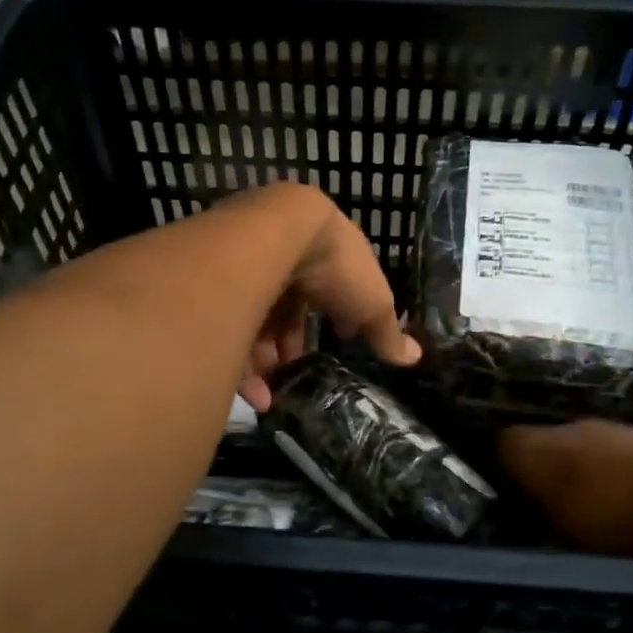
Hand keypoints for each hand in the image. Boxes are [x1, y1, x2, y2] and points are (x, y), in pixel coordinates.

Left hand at [230, 186, 420, 410]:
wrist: (276, 236)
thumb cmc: (335, 267)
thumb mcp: (373, 303)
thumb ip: (387, 332)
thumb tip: (414, 357)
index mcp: (323, 253)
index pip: (326, 290)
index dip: (333, 318)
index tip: (337, 344)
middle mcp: (282, 256)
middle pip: (285, 308)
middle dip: (291, 346)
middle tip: (298, 375)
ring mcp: (247, 268)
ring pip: (255, 321)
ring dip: (267, 362)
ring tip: (275, 394)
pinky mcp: (219, 288)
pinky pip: (229, 331)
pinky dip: (242, 365)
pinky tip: (255, 395)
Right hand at [501, 419, 632, 553]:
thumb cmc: (608, 512)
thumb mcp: (559, 534)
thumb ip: (532, 523)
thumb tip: (515, 521)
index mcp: (529, 447)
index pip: (497, 446)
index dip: (495, 470)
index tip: (500, 497)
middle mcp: (558, 427)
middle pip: (536, 444)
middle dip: (538, 472)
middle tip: (542, 507)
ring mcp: (600, 427)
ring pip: (573, 448)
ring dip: (575, 472)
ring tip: (584, 508)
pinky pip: (606, 454)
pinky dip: (607, 473)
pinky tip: (619, 500)